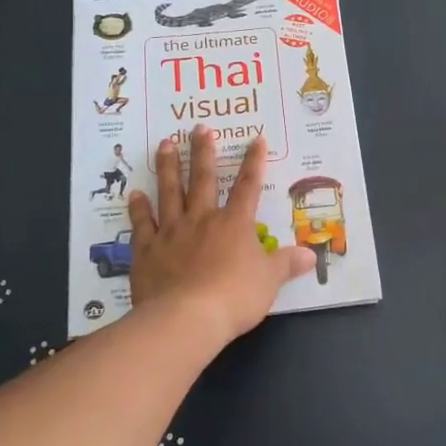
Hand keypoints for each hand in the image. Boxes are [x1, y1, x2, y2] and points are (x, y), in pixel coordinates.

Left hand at [127, 129, 314, 344]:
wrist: (187, 318)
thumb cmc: (235, 297)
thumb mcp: (269, 281)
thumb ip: (286, 264)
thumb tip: (311, 255)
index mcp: (234, 224)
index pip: (248, 187)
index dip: (254, 162)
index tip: (256, 139)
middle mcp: (202, 219)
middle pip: (204, 179)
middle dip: (203, 152)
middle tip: (199, 127)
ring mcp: (172, 232)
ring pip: (170, 192)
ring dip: (168, 167)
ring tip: (165, 143)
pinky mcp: (147, 250)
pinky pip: (143, 224)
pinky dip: (138, 209)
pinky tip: (134, 194)